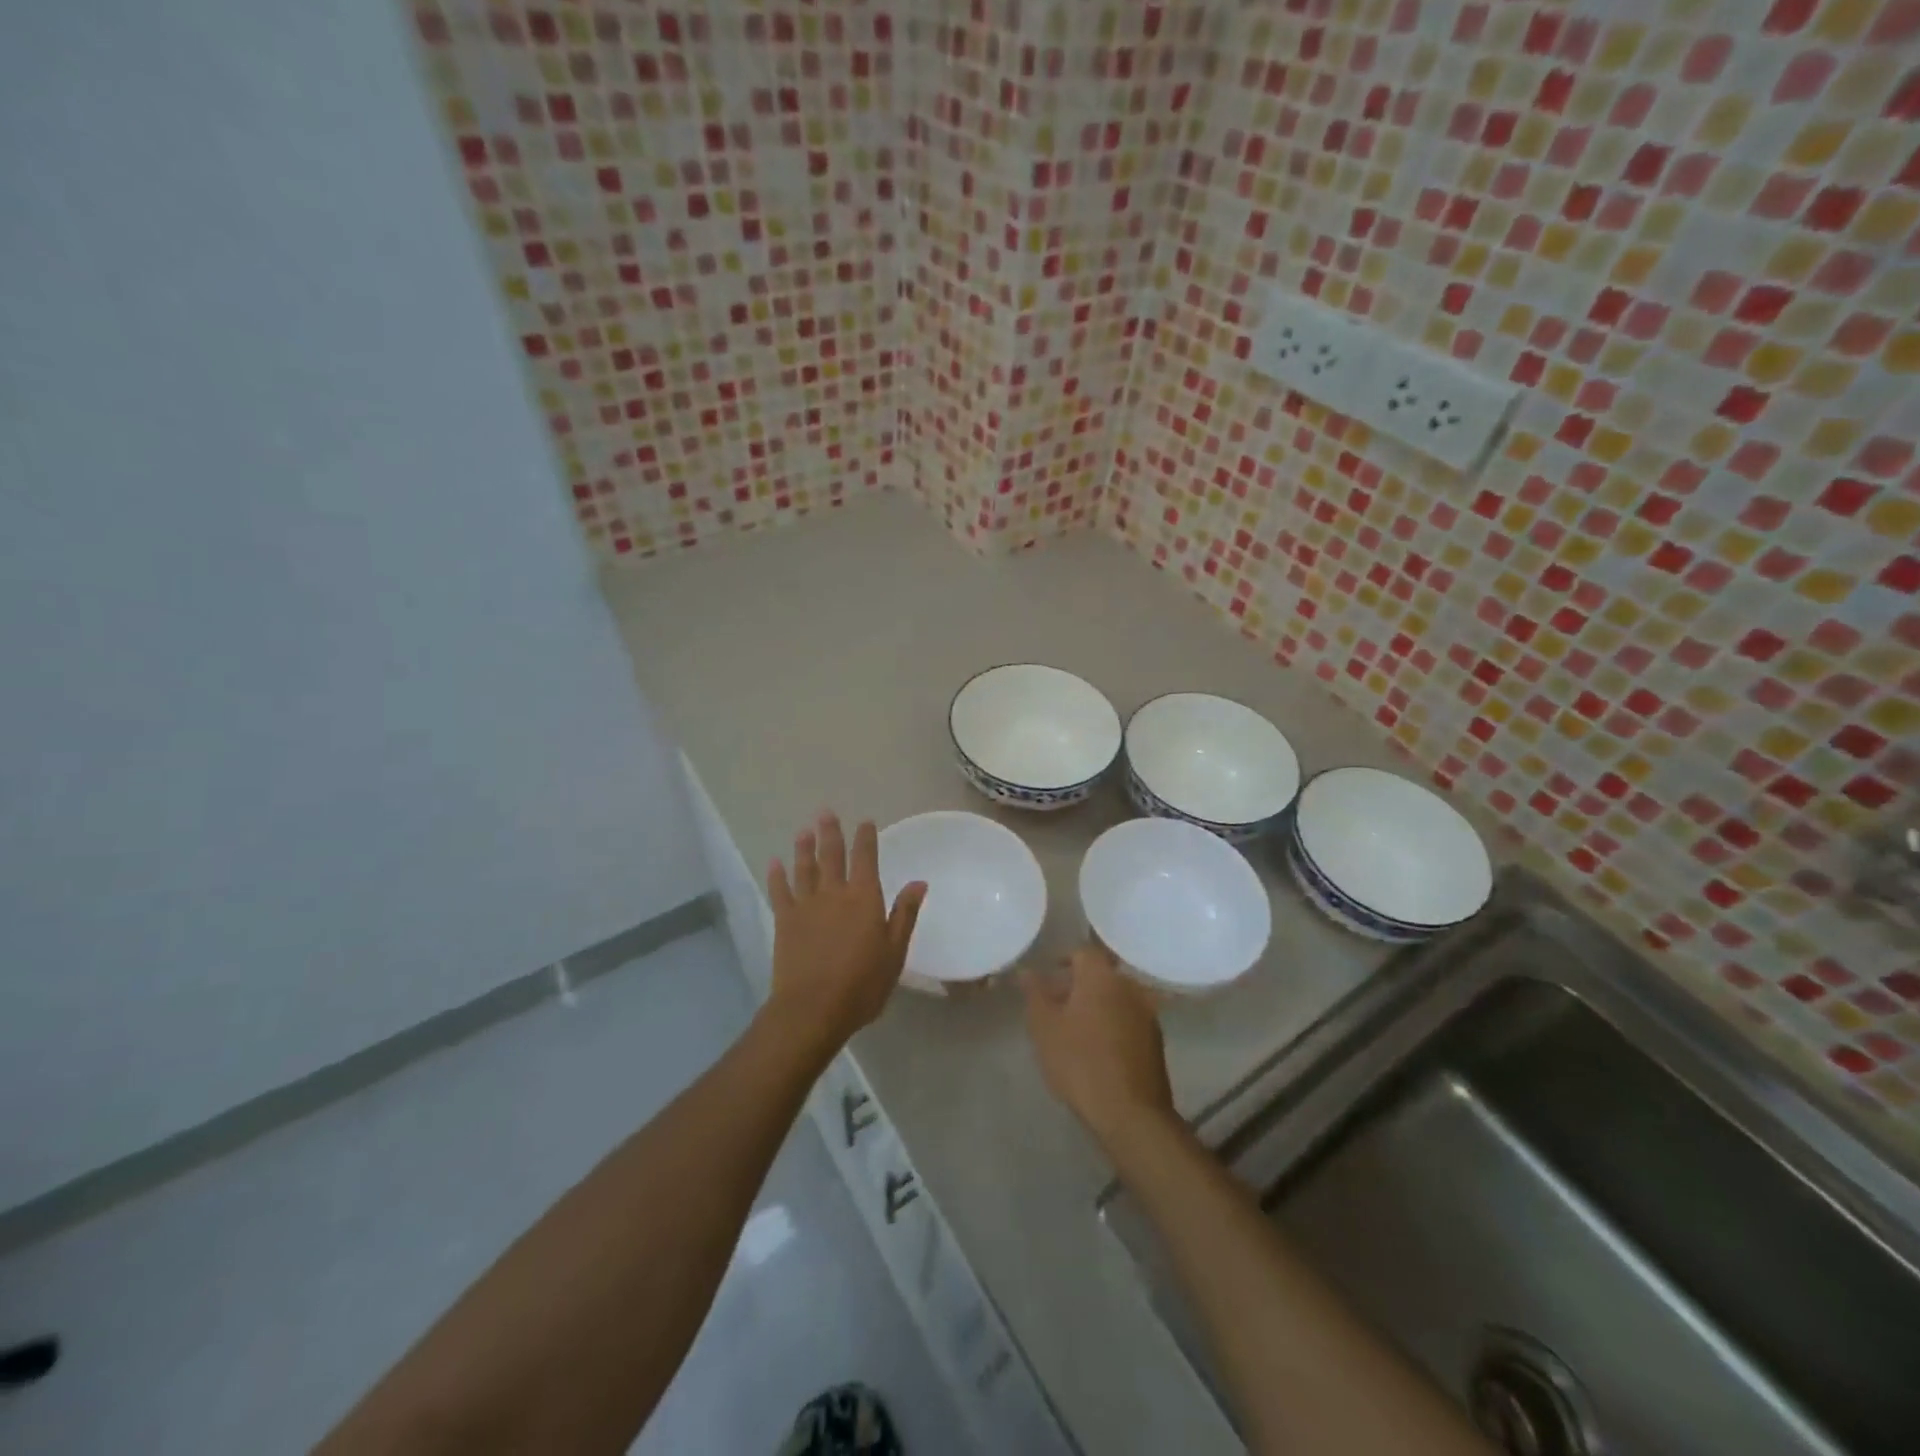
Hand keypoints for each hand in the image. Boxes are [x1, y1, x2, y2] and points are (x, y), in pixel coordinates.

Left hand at [765, 811, 926, 1055]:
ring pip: (804, 868)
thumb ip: (905, 914)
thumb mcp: (894, 952)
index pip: (866, 858)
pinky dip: (777, 876)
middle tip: (825, 812)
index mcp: (864, 898)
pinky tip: (774, 863)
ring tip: (803, 830)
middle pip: (831, 855)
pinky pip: (779, 891)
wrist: (813, 1008)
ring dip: (804, 848)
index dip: (866, 838)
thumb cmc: (862, 984)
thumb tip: (919, 882)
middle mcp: (834, 893)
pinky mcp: (785, 921)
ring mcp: (806, 905)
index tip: (865, 822)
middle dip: (830, 832)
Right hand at [1024, 943, 1176, 1155]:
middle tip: (1056, 1005)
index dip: (1063, 960)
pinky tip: (1098, 1048)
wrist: (1130, 1113)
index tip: (1047, 978)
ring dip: (1097, 1005)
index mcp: (1102, 976)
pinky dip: (1113, 1024)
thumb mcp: (1044, 1027)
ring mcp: (1148, 1013)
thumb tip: (1026, 971)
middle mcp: (1130, 986)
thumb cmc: (1080, 1062)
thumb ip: (1034, 993)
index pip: (1082, 952)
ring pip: (1117, 997)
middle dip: (1079, 985)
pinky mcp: (1156, 1041)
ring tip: (1075, 1029)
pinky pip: (1129, 1019)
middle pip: (1101, 974)